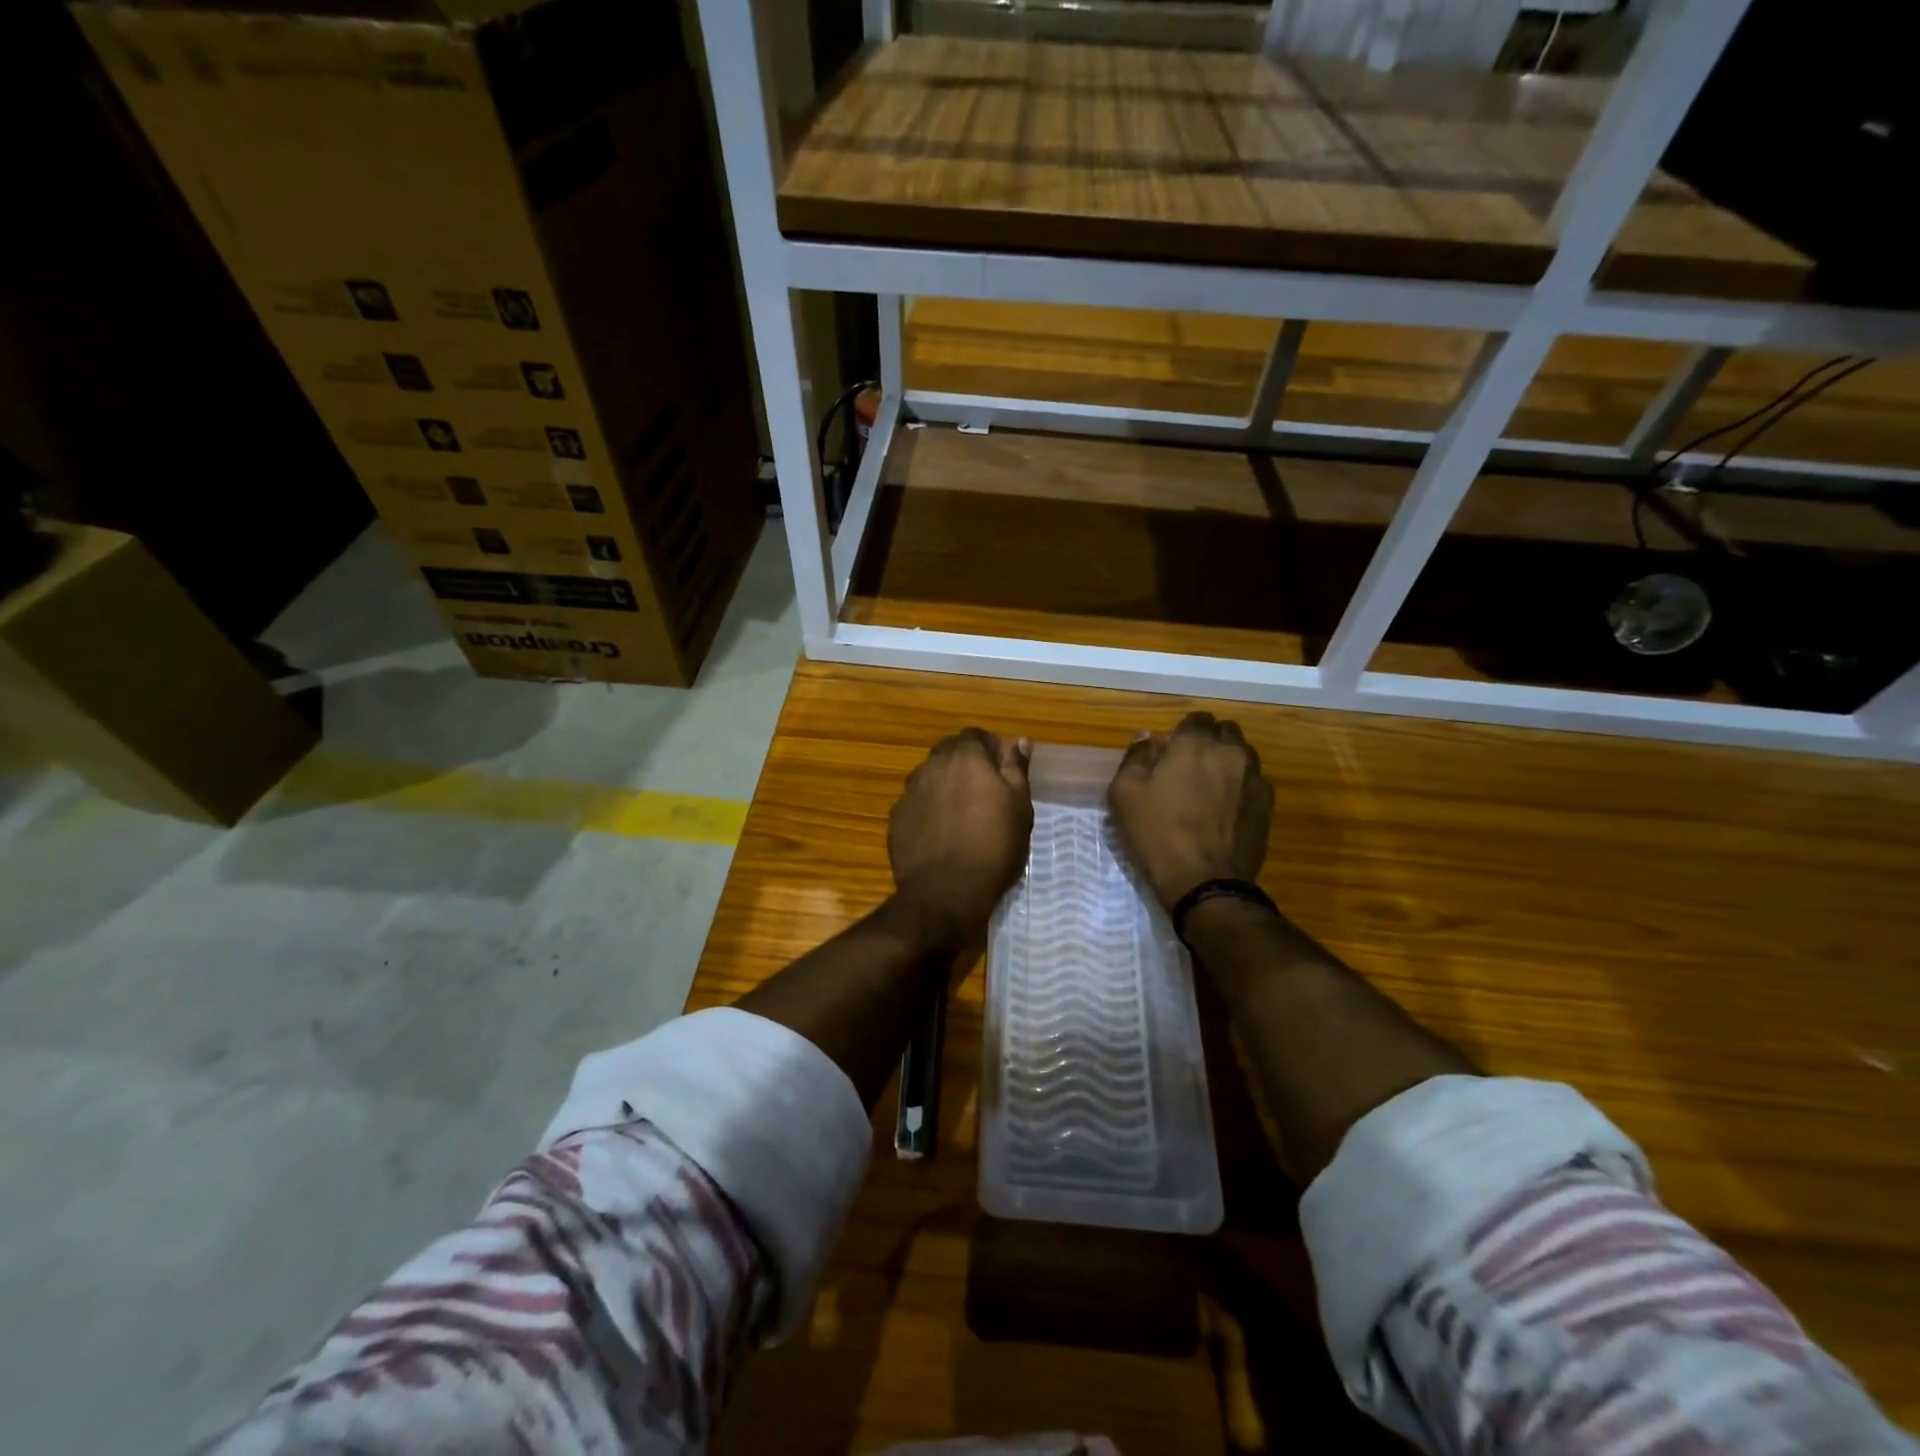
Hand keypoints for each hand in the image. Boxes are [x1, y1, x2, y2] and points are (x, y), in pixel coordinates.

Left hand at [889, 728, 1033, 933]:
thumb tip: (1020, 741)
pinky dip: (928, 809)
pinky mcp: (896, 818)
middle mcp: (932, 765)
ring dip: (944, 785)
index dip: (990, 748)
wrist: (945, 893)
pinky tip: (940, 832)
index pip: (976, 736)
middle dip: (965, 763)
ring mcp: (909, 791)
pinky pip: (916, 802)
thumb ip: (1016, 769)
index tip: (1003, 769)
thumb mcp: (1019, 807)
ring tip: (961, 813)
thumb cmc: (993, 847)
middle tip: (984, 791)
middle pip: (949, 752)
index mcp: (965, 757)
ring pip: (930, 776)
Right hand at [1108, 712, 1272, 910]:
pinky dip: (1241, 787)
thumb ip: (1136, 757)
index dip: (1183, 732)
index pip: (1196, 719)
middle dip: (1209, 742)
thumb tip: (1147, 737)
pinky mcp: (1267, 805)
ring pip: (1243, 756)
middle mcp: (1230, 752)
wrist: (1204, 882)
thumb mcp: (1125, 794)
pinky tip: (1226, 809)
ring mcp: (1254, 778)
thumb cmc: (1157, 834)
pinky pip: (1254, 782)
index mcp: (1194, 744)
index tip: (1170, 752)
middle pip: (1225, 732)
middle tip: (1190, 767)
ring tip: (1210, 789)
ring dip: (1228, 763)